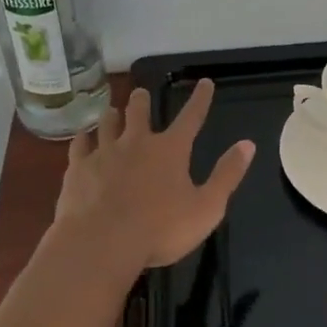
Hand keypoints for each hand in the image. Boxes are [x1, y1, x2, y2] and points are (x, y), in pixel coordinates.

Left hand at [51, 80, 255, 273]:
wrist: (101, 244)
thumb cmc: (160, 229)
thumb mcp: (207, 207)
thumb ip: (227, 175)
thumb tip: (248, 144)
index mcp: (171, 150)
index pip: (191, 117)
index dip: (201, 99)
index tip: (204, 82)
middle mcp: (137, 143)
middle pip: (139, 112)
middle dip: (142, 101)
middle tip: (141, 93)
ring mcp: (104, 153)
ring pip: (107, 124)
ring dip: (112, 116)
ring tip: (111, 111)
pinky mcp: (78, 170)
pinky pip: (80, 146)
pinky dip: (83, 139)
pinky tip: (82, 138)